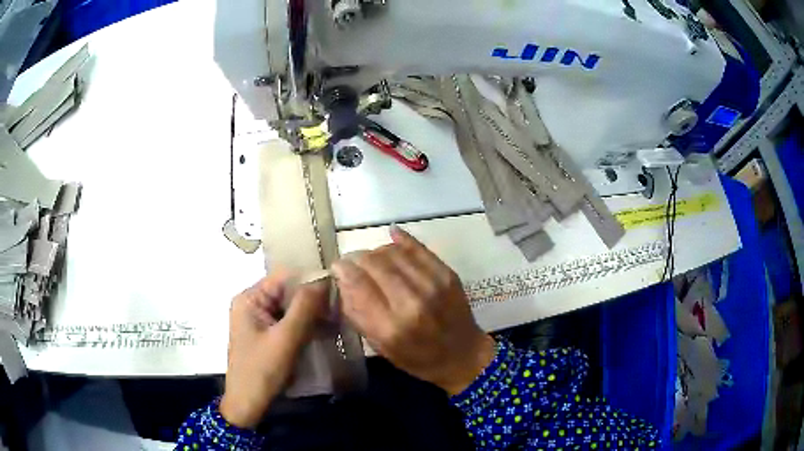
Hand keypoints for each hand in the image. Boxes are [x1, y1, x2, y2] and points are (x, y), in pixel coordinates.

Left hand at [220, 270, 328, 428]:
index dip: (310, 279)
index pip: (284, 276)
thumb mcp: (285, 339)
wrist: (248, 404)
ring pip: (289, 307)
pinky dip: (303, 325)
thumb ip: (304, 308)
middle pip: (287, 291)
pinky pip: (287, 322)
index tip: (337, 288)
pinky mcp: (265, 334)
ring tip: (335, 319)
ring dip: (310, 313)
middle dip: (312, 299)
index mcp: (250, 298)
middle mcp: (252, 303)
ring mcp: (258, 320)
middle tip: (340, 307)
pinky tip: (322, 331)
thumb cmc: (262, 370)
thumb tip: (324, 279)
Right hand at [332, 225, 494, 395]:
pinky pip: (418, 248)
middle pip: (374, 263)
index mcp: (391, 327)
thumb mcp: (381, 347)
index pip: (358, 284)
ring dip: (376, 251)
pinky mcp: (447, 274)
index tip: (337, 267)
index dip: (343, 269)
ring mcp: (432, 285)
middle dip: (357, 258)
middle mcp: (411, 302)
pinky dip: (401, 240)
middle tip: (352, 262)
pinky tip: (391, 236)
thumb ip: (358, 315)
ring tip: (371, 259)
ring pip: (393, 252)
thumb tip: (342, 282)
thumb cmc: (418, 358)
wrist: (462, 355)